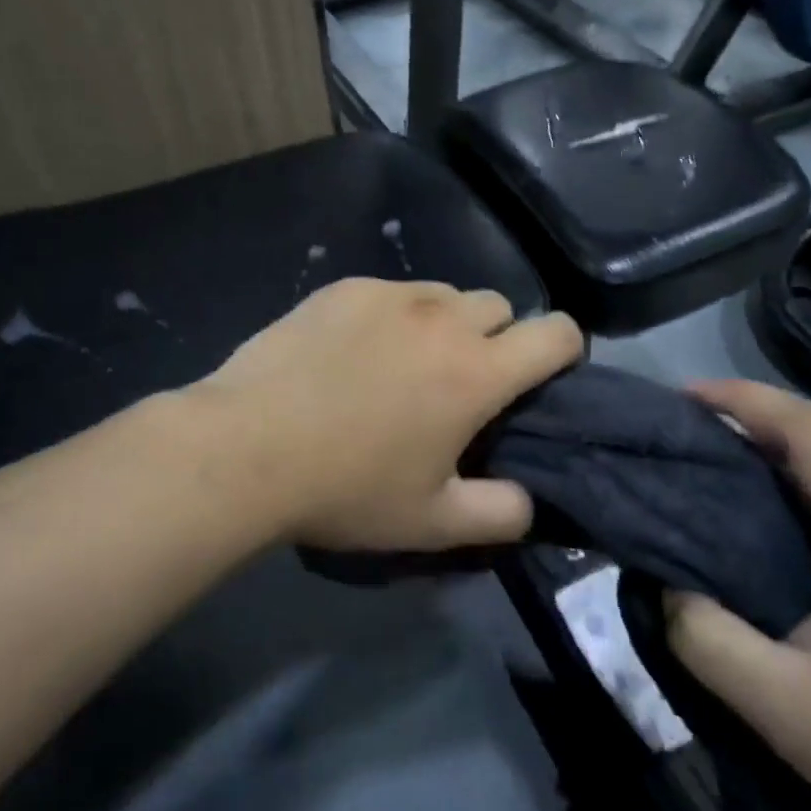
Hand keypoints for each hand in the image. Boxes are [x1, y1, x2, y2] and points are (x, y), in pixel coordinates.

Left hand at [190, 279, 582, 552]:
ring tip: (403, 363)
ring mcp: (390, 295)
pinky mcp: (344, 287)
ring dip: (444, 323)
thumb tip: (530, 501)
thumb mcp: (431, 522)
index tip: (544, 377)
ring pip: (444, 294)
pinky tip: (352, 351)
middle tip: (460, 382)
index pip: (557, 333)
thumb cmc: (346, 489)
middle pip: (500, 306)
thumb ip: (501, 513)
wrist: (246, 447)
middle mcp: (443, 318)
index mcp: (477, 371)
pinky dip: (391, 315)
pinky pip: (391, 292)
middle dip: (497, 338)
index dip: (565, 350)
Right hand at [664, 381, 810, 810]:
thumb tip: (667, 588)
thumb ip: (711, 644)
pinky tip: (780, 532)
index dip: (743, 399)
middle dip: (747, 428)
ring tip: (717, 484)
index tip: (684, 398)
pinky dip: (808, 493)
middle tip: (684, 446)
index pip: (810, 429)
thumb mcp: (793, 714)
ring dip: (777, 462)